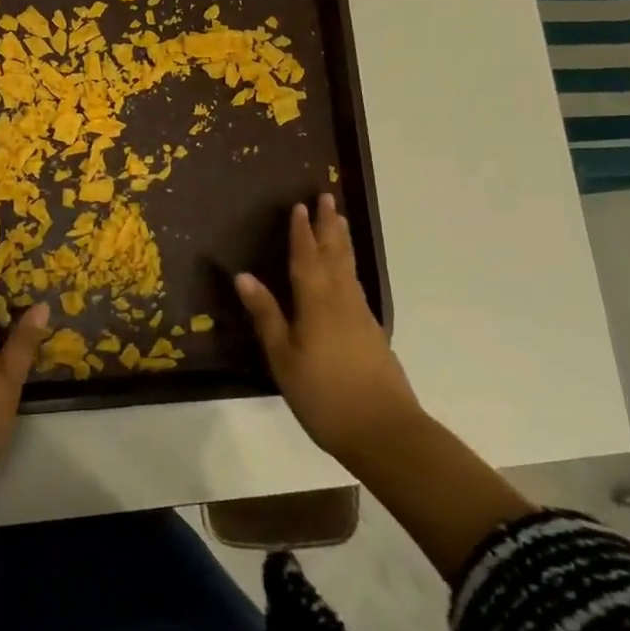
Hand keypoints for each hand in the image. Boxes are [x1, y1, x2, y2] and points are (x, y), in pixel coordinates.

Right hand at [235, 194, 420, 462]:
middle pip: (335, 255)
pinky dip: (348, 268)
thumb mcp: (284, 358)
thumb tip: (244, 276)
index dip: (301, 232)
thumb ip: (267, 315)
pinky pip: (356, 286)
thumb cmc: (324, 395)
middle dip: (328, 226)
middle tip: (327, 198)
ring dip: (341, 242)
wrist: (385, 432)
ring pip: (349, 269)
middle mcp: (342, 301)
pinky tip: (346, 275)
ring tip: (339, 222)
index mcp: (317, 303)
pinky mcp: (373, 334)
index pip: (306, 258)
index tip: (299, 205)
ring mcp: (362, 317)